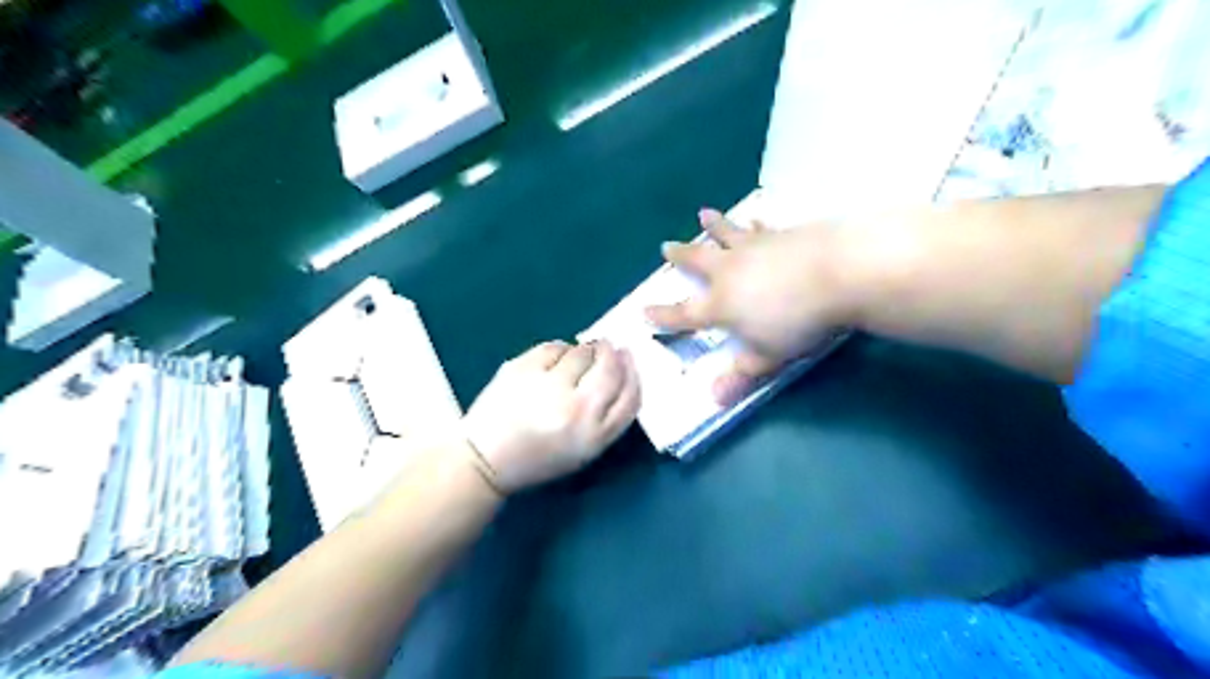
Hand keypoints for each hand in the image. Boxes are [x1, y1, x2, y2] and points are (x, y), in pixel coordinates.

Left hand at [458, 339, 642, 491]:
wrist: (487, 459)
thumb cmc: (539, 457)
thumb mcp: (584, 449)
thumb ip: (607, 415)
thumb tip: (621, 366)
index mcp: (594, 436)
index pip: (630, 396)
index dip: (633, 373)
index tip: (628, 359)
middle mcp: (576, 410)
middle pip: (610, 368)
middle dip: (611, 353)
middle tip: (606, 347)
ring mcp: (548, 387)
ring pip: (582, 352)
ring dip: (584, 351)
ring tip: (573, 361)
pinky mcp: (523, 369)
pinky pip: (554, 346)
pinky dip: (558, 350)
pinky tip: (551, 361)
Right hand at [642, 209, 858, 403]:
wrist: (839, 272)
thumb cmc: (798, 321)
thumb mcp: (767, 356)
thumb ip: (741, 374)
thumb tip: (714, 398)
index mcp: (721, 304)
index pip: (684, 314)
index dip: (663, 315)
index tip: (644, 311)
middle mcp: (730, 271)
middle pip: (698, 261)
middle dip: (680, 255)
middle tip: (666, 247)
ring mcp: (755, 248)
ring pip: (726, 234)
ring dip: (713, 226)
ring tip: (703, 215)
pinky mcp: (781, 234)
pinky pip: (761, 228)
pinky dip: (755, 224)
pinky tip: (757, 218)